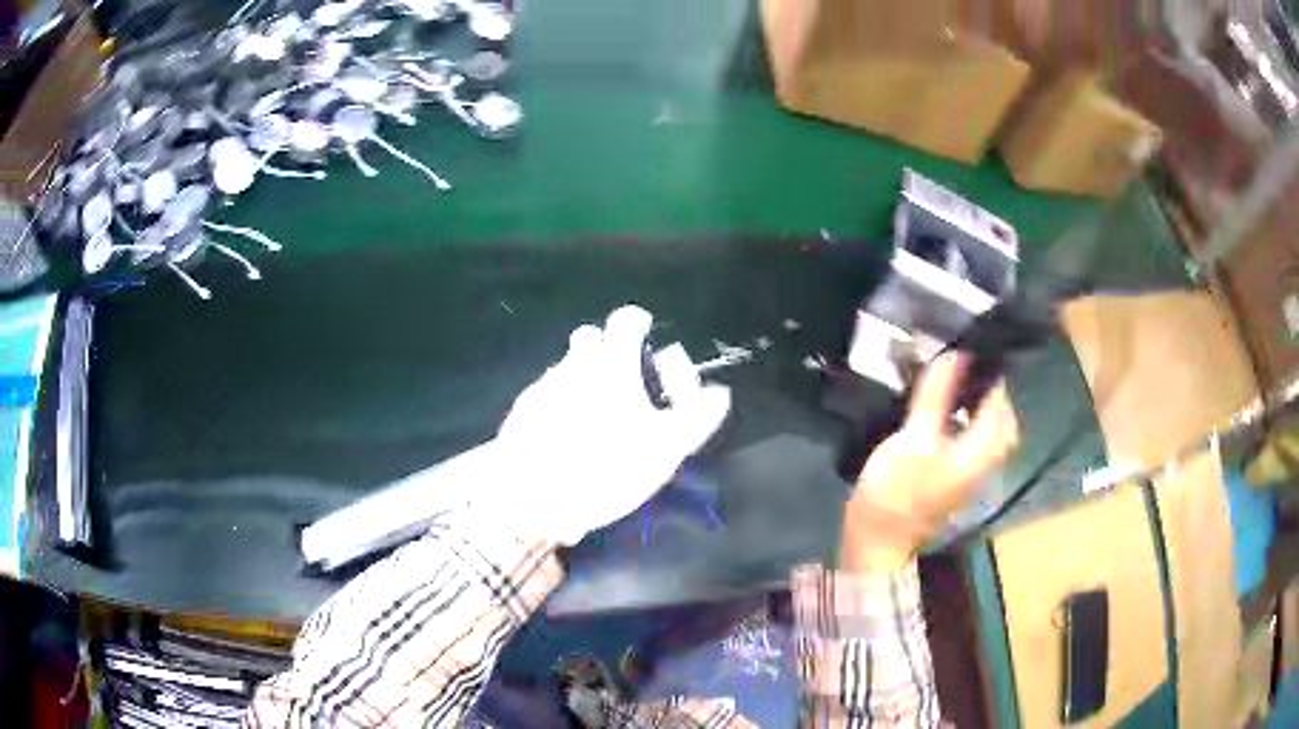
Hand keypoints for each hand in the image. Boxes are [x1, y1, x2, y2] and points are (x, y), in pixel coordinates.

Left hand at [491, 305, 731, 545]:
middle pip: (590, 339)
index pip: (626, 320)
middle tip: (624, 381)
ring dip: (584, 379)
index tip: (645, 332)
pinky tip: (568, 437)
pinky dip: (562, 405)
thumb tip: (720, 393)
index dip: (638, 322)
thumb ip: (696, 417)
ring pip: (568, 368)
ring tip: (598, 418)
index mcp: (612, 364)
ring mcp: (544, 386)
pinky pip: (549, 395)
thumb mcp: (665, 448)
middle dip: (607, 349)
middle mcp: (574, 364)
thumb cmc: (605, 466)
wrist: (530, 494)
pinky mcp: (522, 411)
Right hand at [842, 352, 1019, 573]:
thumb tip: (954, 354)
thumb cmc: (897, 490)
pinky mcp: (955, 480)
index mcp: (984, 449)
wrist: (878, 541)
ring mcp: (971, 473)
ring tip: (952, 384)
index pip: (999, 399)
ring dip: (975, 405)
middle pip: (1000, 417)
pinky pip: (971, 442)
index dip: (988, 370)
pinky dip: (963, 422)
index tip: (969, 347)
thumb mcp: (915, 436)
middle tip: (964, 368)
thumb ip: (937, 395)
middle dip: (987, 390)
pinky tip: (941, 413)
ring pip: (986, 429)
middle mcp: (986, 460)